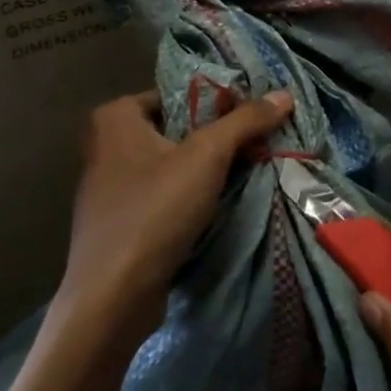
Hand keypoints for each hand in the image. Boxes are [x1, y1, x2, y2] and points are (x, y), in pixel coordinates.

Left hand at [61, 89, 292, 332]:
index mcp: (115, 117)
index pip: (178, 93)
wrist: (113, 296)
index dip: (218, 102)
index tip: (253, 116)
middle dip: (215, 136)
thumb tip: (285, 94)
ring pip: (170, 162)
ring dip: (205, 168)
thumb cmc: (155, 211)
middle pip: (176, 128)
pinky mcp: (118, 220)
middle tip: (256, 143)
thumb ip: (245, 121)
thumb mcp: (208, 156)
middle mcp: (105, 144)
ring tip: (246, 169)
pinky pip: (161, 192)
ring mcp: (108, 185)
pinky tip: (216, 203)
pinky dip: (187, 194)